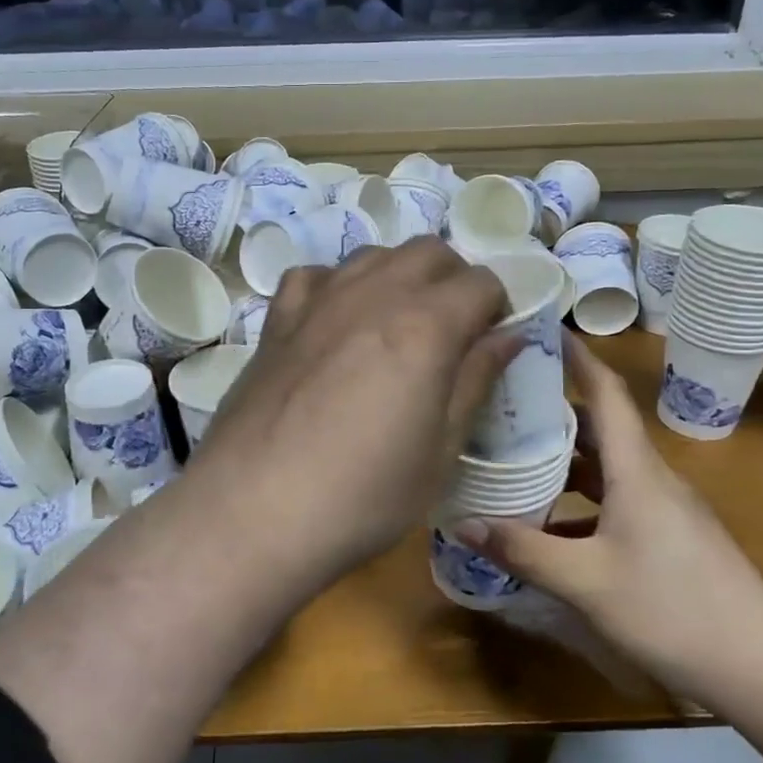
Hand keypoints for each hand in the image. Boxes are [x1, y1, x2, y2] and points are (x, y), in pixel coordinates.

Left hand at [184, 239, 517, 592]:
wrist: (255, 510)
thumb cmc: (364, 495)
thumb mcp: (440, 451)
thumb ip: (475, 381)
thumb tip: (507, 336)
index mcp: (425, 325)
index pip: (481, 282)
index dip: (496, 307)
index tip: (489, 342)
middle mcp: (373, 294)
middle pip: (428, 251)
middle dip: (452, 280)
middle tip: (451, 332)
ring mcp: (318, 301)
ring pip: (373, 254)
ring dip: (398, 276)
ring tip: (395, 326)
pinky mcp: (277, 320)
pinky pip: (314, 276)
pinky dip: (336, 286)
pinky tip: (333, 324)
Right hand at [453, 334, 762, 703]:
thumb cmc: (673, 609)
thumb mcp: (585, 582)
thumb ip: (523, 551)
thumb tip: (462, 523)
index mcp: (636, 471)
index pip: (606, 395)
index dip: (578, 358)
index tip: (545, 329)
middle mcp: (651, 480)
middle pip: (599, 429)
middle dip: (554, 409)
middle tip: (503, 400)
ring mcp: (662, 511)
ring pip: (605, 469)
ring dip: (563, 460)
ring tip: (513, 456)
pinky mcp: (666, 539)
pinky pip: (612, 502)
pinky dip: (577, 502)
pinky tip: (546, 525)